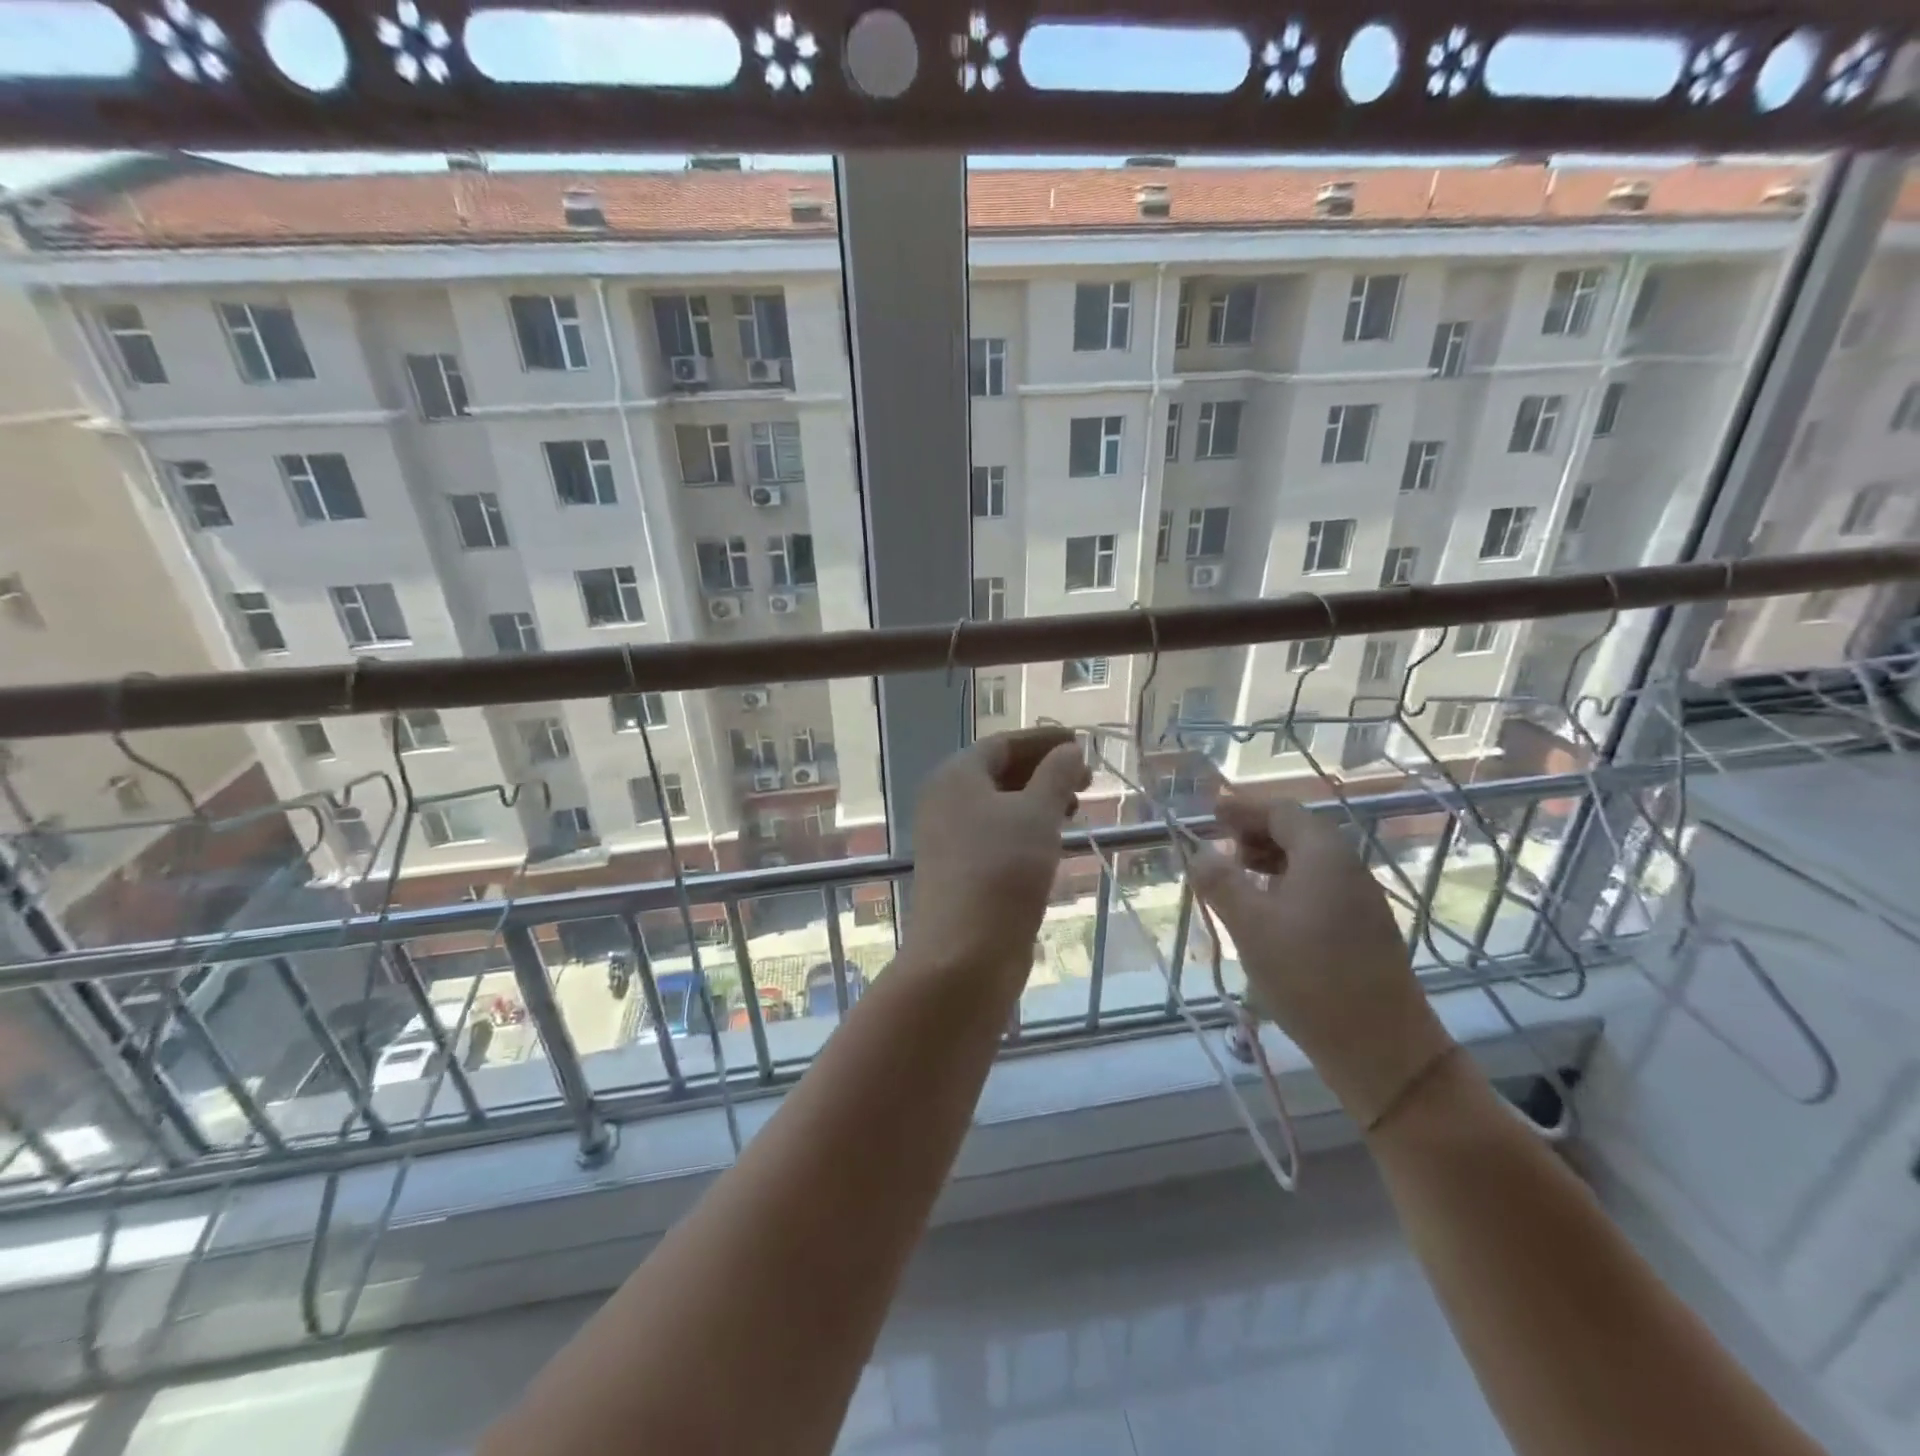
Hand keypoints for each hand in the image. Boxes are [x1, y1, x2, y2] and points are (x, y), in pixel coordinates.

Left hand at [905, 728, 1090, 972]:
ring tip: (1075, 809)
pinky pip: (997, 836)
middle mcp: (946, 801)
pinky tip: (1052, 842)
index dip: (1043, 741)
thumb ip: (1056, 775)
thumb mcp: (1037, 813)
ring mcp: (950, 839)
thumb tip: (1068, 750)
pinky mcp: (960, 872)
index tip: (1080, 743)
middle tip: (1085, 780)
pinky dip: (1026, 830)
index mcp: (956, 776)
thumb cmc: (1002, 870)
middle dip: (1043, 771)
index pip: (1003, 744)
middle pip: (999, 773)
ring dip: (1037, 802)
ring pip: (999, 807)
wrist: (964, 953)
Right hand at [1189, 792, 1454, 1127]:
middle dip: (1255, 834)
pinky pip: (1319, 888)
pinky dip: (1287, 886)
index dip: (1244, 809)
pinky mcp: (1364, 930)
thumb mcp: (1251, 926)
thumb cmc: (1309, 976)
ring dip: (1269, 861)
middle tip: (1219, 849)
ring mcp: (1360, 900)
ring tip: (1236, 881)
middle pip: (1298, 832)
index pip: (1282, 811)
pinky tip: (1267, 914)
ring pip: (1309, 863)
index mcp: (1324, 855)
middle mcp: (1348, 867)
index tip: (1212, 815)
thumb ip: (1220, 882)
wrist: (1382, 1049)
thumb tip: (1198, 852)